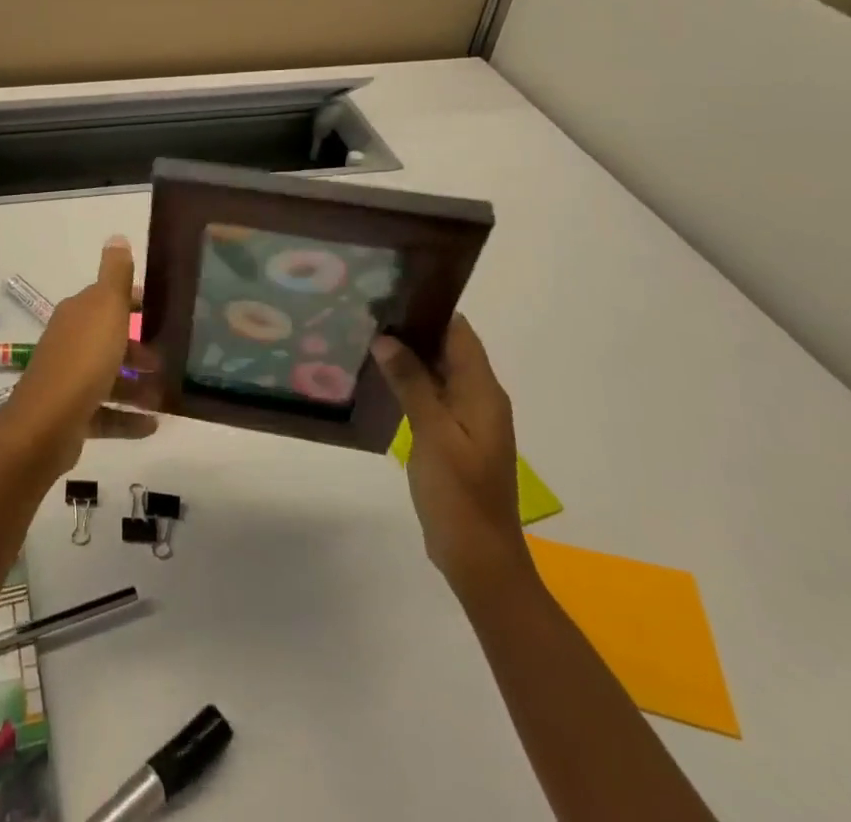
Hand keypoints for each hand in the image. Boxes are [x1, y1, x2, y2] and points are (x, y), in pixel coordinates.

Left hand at [0, 236, 157, 476]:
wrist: (47, 424)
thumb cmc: (84, 359)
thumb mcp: (106, 308)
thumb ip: (115, 275)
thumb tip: (117, 236)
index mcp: (78, 314)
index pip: (107, 299)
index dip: (134, 302)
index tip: (163, 311)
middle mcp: (70, 342)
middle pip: (108, 339)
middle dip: (138, 346)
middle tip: (169, 357)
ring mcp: (69, 380)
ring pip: (109, 377)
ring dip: (137, 385)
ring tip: (166, 394)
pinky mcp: (72, 415)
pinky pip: (106, 414)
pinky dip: (129, 418)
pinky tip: (153, 425)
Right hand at [372, 315, 529, 593]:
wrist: (479, 558)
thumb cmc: (459, 492)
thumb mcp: (433, 433)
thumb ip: (411, 382)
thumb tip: (386, 338)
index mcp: (483, 392)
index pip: (460, 333)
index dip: (430, 310)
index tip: (391, 293)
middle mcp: (480, 398)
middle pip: (449, 349)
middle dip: (414, 330)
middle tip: (368, 312)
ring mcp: (468, 420)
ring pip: (438, 372)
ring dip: (409, 356)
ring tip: (367, 338)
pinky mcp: (454, 438)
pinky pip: (433, 396)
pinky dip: (411, 383)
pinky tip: (381, 380)